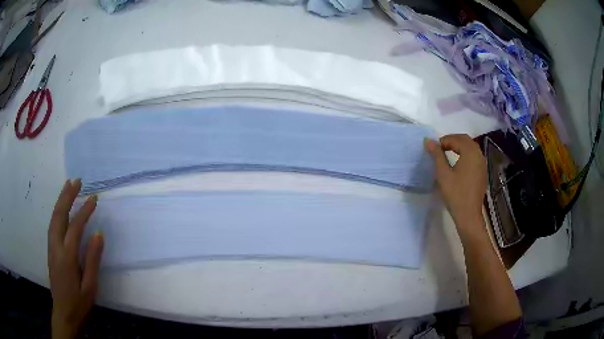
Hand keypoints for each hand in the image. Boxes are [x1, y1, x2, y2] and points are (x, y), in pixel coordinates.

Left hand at [48, 179, 102, 338]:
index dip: (84, 211)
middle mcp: (56, 247)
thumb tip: (98, 234)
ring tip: (68, 186)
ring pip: (54, 218)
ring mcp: (51, 248)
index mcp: (66, 257)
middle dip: (67, 196)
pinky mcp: (50, 250)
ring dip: (61, 201)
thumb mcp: (90, 286)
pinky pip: (52, 225)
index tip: (94, 198)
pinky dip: (57, 212)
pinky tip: (61, 208)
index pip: (75, 227)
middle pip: (59, 216)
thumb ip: (93, 260)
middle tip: (77, 181)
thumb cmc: (79, 303)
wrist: (64, 313)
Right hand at [425, 134, 486, 233]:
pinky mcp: (483, 172)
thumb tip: (428, 141)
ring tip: (447, 154)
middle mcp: (479, 155)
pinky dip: (466, 154)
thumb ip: (437, 155)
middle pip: (465, 140)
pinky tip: (458, 164)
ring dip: (459, 147)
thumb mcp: (443, 174)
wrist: (468, 215)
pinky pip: (474, 156)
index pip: (456, 139)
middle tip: (440, 149)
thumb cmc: (455, 194)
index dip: (444, 141)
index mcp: (470, 153)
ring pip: (471, 148)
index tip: (433, 148)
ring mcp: (482, 164)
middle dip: (452, 141)